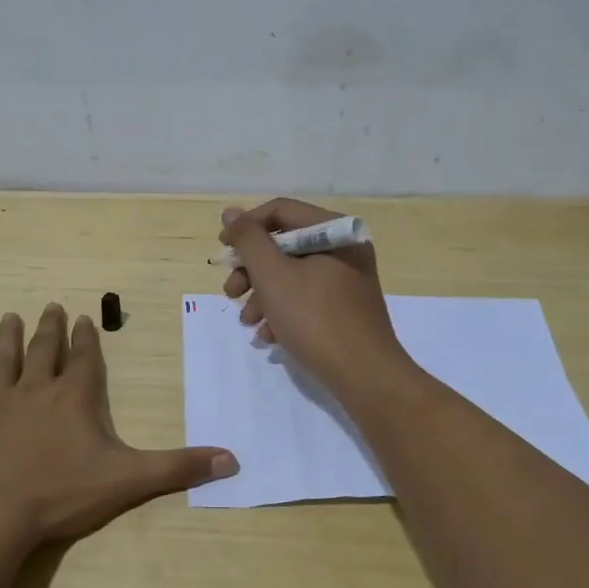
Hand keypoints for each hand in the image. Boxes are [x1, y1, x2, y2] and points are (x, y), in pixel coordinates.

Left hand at [0, 304, 237, 549]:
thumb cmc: (62, 495)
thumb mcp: (129, 481)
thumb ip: (178, 467)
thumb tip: (232, 459)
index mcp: (74, 398)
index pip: (83, 359)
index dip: (84, 338)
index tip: (82, 317)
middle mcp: (36, 389)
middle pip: (44, 350)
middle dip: (50, 328)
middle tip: (51, 306)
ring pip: (4, 360)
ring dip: (8, 337)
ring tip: (10, 316)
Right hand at [220, 198, 411, 398]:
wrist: (365, 376)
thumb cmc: (315, 318)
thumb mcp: (273, 275)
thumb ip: (249, 240)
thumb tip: (231, 213)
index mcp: (334, 231)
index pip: (280, 211)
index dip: (246, 227)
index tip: (223, 252)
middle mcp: (344, 248)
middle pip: (285, 245)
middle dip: (252, 270)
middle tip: (230, 292)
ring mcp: (348, 279)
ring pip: (292, 275)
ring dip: (262, 295)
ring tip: (247, 321)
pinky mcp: (346, 308)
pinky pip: (307, 298)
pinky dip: (283, 311)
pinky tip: (268, 336)